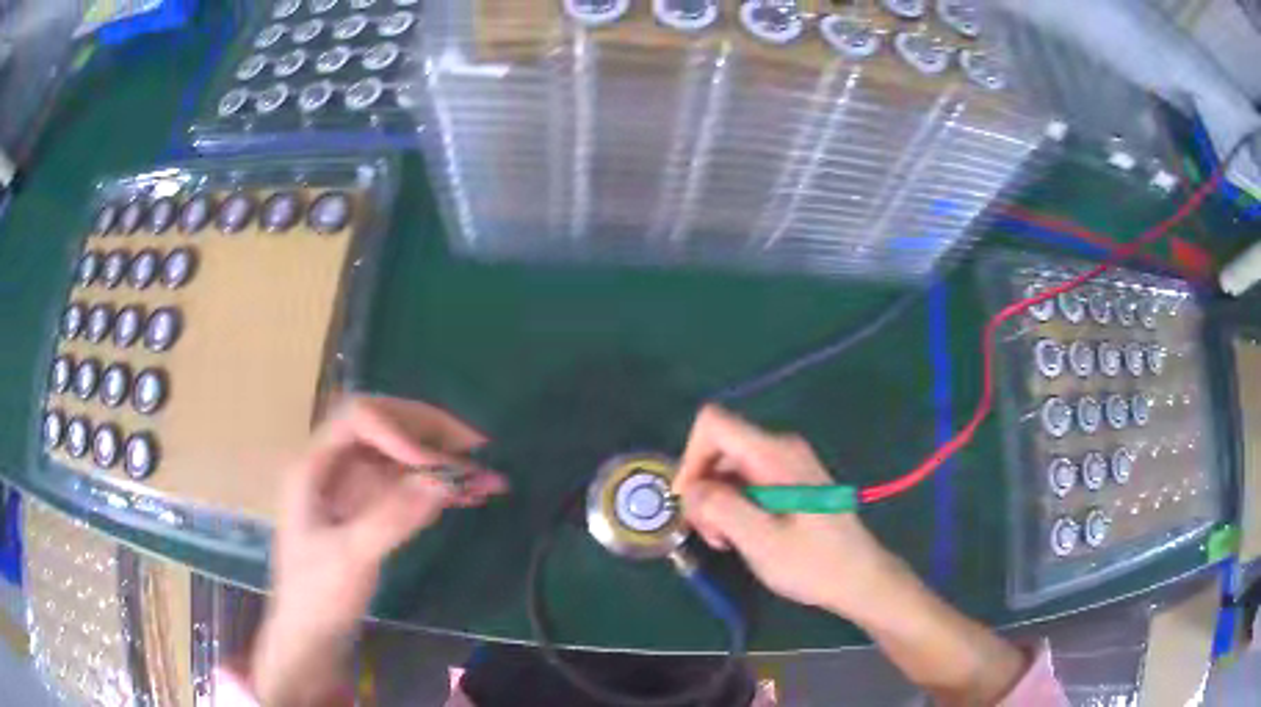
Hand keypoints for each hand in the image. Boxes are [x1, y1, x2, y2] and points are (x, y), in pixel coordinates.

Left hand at [252, 396, 507, 705]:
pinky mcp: (372, 510)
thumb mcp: (351, 558)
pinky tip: (471, 495)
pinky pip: (409, 486)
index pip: (358, 418)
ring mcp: (355, 488)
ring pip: (403, 457)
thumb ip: (393, 517)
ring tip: (488, 475)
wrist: (314, 634)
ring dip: (444, 461)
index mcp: (315, 466)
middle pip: (385, 427)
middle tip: (477, 450)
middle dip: (430, 435)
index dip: (398, 428)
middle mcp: (335, 466)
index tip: (434, 464)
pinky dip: (440, 488)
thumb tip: (444, 480)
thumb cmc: (318, 595)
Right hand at [673, 405, 909, 622]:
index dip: (691, 458)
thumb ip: (721, 509)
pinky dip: (733, 505)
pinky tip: (741, 536)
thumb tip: (690, 489)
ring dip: (716, 502)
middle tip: (710, 535)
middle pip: (719, 448)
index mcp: (775, 454)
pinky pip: (746, 481)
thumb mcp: (761, 541)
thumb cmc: (814, 563)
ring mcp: (787, 463)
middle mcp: (781, 448)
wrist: (860, 578)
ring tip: (727, 541)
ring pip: (729, 467)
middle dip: (703, 489)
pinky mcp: (789, 481)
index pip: (713, 424)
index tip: (688, 503)